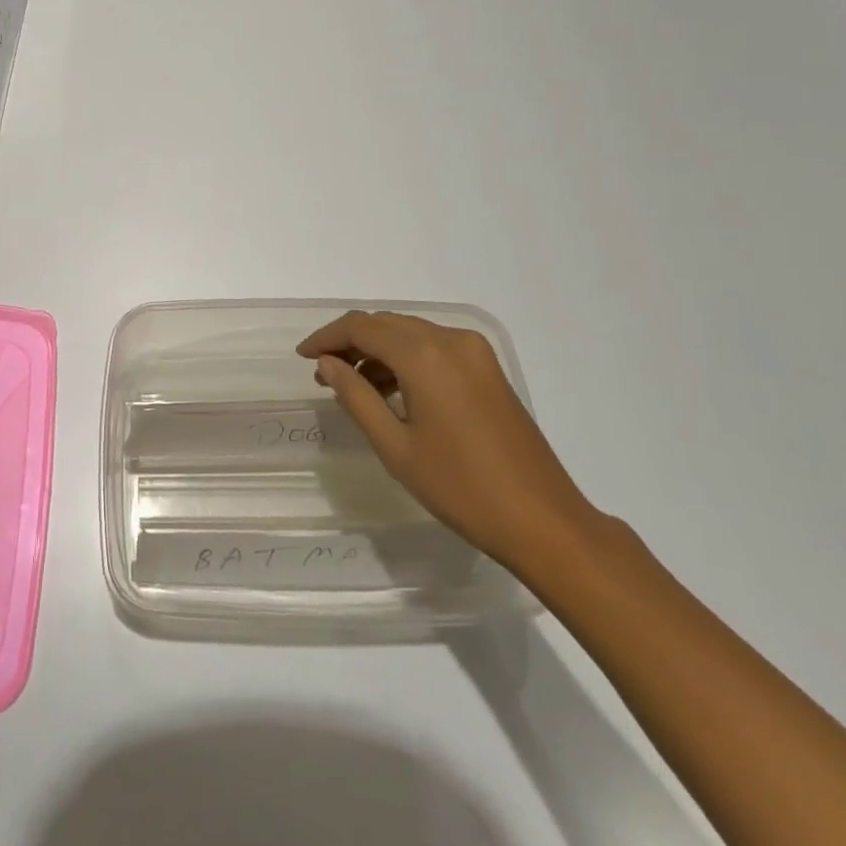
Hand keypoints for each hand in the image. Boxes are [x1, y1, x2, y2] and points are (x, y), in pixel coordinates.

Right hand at [298, 311, 597, 571]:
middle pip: (387, 324)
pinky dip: (405, 358)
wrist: (543, 521)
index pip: (362, 327)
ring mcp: (475, 352)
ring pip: (410, 333)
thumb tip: (327, 364)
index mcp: (425, 356)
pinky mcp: (488, 369)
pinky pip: (434, 347)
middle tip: (323, 372)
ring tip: (351, 384)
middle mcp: (451, 340)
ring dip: (377, 350)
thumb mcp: (395, 446)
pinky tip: (391, 389)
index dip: (327, 337)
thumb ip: (356, 397)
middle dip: (350, 341)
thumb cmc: (460, 488)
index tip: (303, 356)